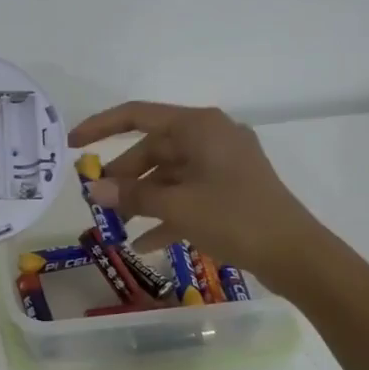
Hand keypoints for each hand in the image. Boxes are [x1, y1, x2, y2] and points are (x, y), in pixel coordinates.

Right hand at [66, 102, 319, 285]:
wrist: (296, 254)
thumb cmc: (235, 218)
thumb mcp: (178, 206)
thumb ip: (133, 195)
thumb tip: (95, 189)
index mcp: (199, 127)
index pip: (138, 116)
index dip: (101, 127)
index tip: (72, 144)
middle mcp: (210, 137)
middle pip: (153, 149)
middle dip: (124, 176)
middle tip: (98, 201)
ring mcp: (223, 165)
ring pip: (170, 175)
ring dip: (143, 198)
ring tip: (117, 225)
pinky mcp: (231, 191)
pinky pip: (189, 195)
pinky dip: (167, 214)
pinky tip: (146, 243)